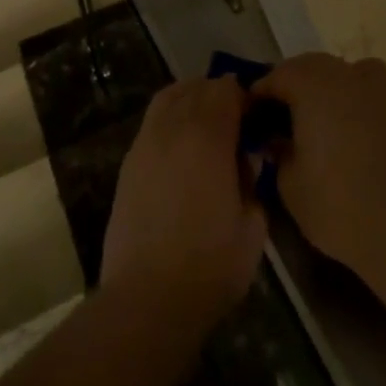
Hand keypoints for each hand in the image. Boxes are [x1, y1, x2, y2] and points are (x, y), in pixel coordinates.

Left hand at [101, 77, 267, 332]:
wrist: (147, 296)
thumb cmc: (209, 266)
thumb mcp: (252, 228)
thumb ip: (254, 183)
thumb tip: (247, 162)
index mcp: (208, 136)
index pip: (226, 90)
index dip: (244, 96)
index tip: (256, 115)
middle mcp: (174, 126)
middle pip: (197, 88)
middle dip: (219, 94)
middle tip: (236, 119)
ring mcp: (147, 141)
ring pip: (170, 97)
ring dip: (191, 98)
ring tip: (207, 122)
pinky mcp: (129, 161)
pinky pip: (153, 121)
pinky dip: (170, 118)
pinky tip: (181, 146)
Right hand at [253, 53, 385, 289]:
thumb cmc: (341, 208)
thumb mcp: (289, 185)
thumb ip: (277, 152)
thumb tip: (277, 139)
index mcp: (311, 83)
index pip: (275, 77)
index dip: (259, 97)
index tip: (252, 119)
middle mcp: (345, 72)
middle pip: (308, 68)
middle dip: (292, 89)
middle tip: (282, 122)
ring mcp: (380, 85)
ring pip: (341, 75)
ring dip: (325, 91)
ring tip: (321, 126)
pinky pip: (369, 92)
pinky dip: (355, 103)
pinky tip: (354, 136)